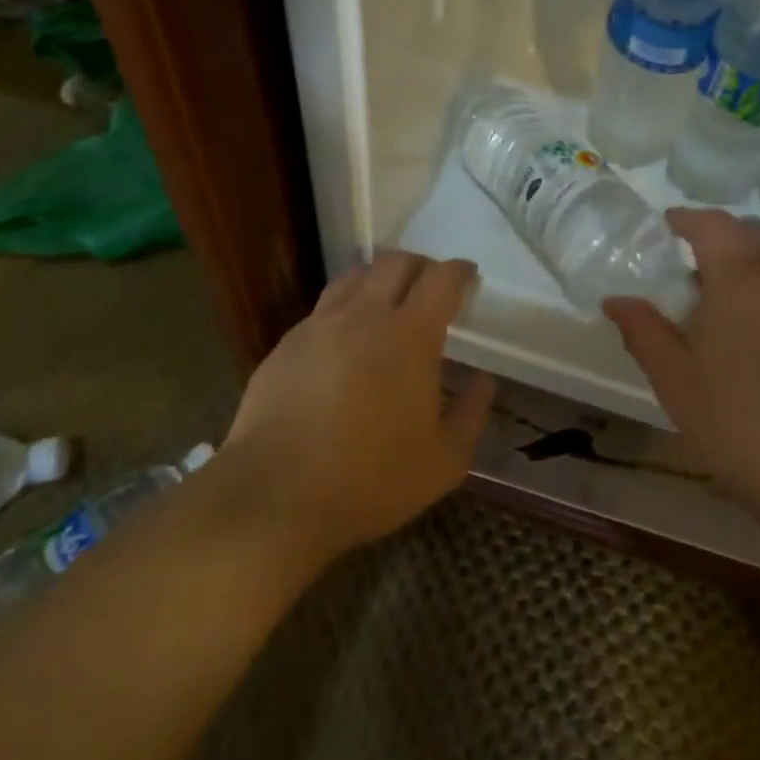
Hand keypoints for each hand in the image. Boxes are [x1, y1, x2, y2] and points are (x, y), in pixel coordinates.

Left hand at [222, 250, 494, 564]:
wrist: (275, 497)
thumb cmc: (371, 480)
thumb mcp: (444, 461)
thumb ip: (471, 414)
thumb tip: (483, 380)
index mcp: (410, 335)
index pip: (441, 278)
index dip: (459, 270)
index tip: (468, 275)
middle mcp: (365, 316)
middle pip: (396, 262)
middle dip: (420, 265)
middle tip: (430, 285)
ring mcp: (320, 326)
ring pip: (354, 277)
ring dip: (378, 278)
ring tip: (386, 301)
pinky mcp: (286, 344)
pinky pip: (323, 309)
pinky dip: (344, 309)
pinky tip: (344, 341)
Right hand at [604, 208, 759, 521]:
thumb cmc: (741, 422)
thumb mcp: (676, 380)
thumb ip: (644, 332)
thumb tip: (616, 301)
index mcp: (742, 277)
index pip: (714, 224)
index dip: (687, 218)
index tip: (666, 225)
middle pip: (753, 233)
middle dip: (721, 235)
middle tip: (691, 261)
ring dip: (750, 266)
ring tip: (721, 304)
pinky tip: (759, 338)